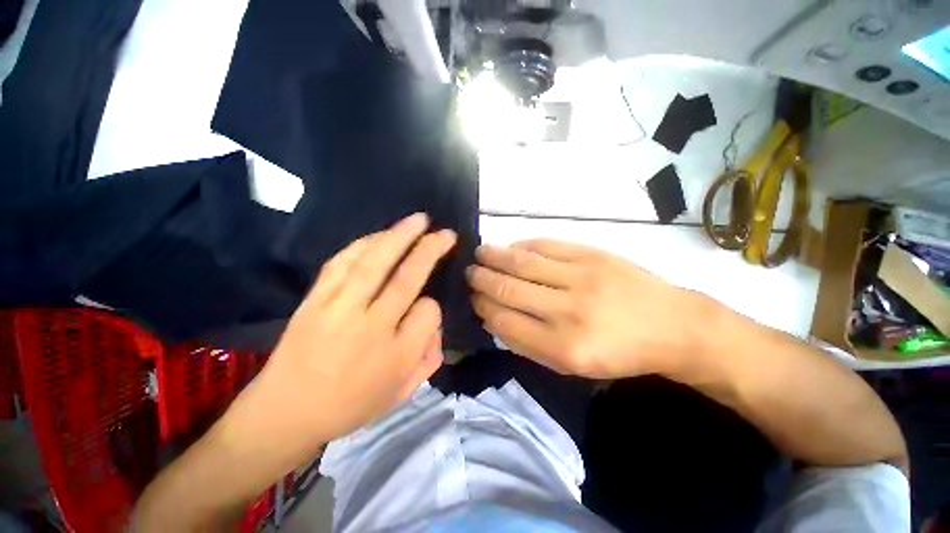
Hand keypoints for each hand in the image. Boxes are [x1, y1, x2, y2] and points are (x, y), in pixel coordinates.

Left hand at [242, 214, 454, 456]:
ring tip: (418, 220)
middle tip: (444, 232)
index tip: (428, 306)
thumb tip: (435, 323)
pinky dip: (364, 244)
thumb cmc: (350, 406)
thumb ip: (429, 358)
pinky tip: (380, 235)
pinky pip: (343, 262)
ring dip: (399, 236)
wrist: (284, 413)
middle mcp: (371, 326)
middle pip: (407, 277)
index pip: (429, 312)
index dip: (434, 305)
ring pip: (375, 262)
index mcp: (396, 355)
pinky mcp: (315, 299)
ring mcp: (339, 308)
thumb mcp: (402, 394)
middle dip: (429, 249)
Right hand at [467, 239, 711, 378]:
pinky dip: (523, 245)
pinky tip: (511, 246)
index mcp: (561, 346)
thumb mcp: (572, 367)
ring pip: (523, 262)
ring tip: (480, 253)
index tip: (473, 298)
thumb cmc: (619, 353)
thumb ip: (529, 344)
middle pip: (508, 289)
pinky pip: (547, 245)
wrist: (671, 325)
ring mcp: (580, 277)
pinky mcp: (592, 255)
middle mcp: (566, 310)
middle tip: (468, 272)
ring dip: (495, 256)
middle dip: (481, 279)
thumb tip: (495, 318)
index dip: (483, 307)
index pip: (504, 321)